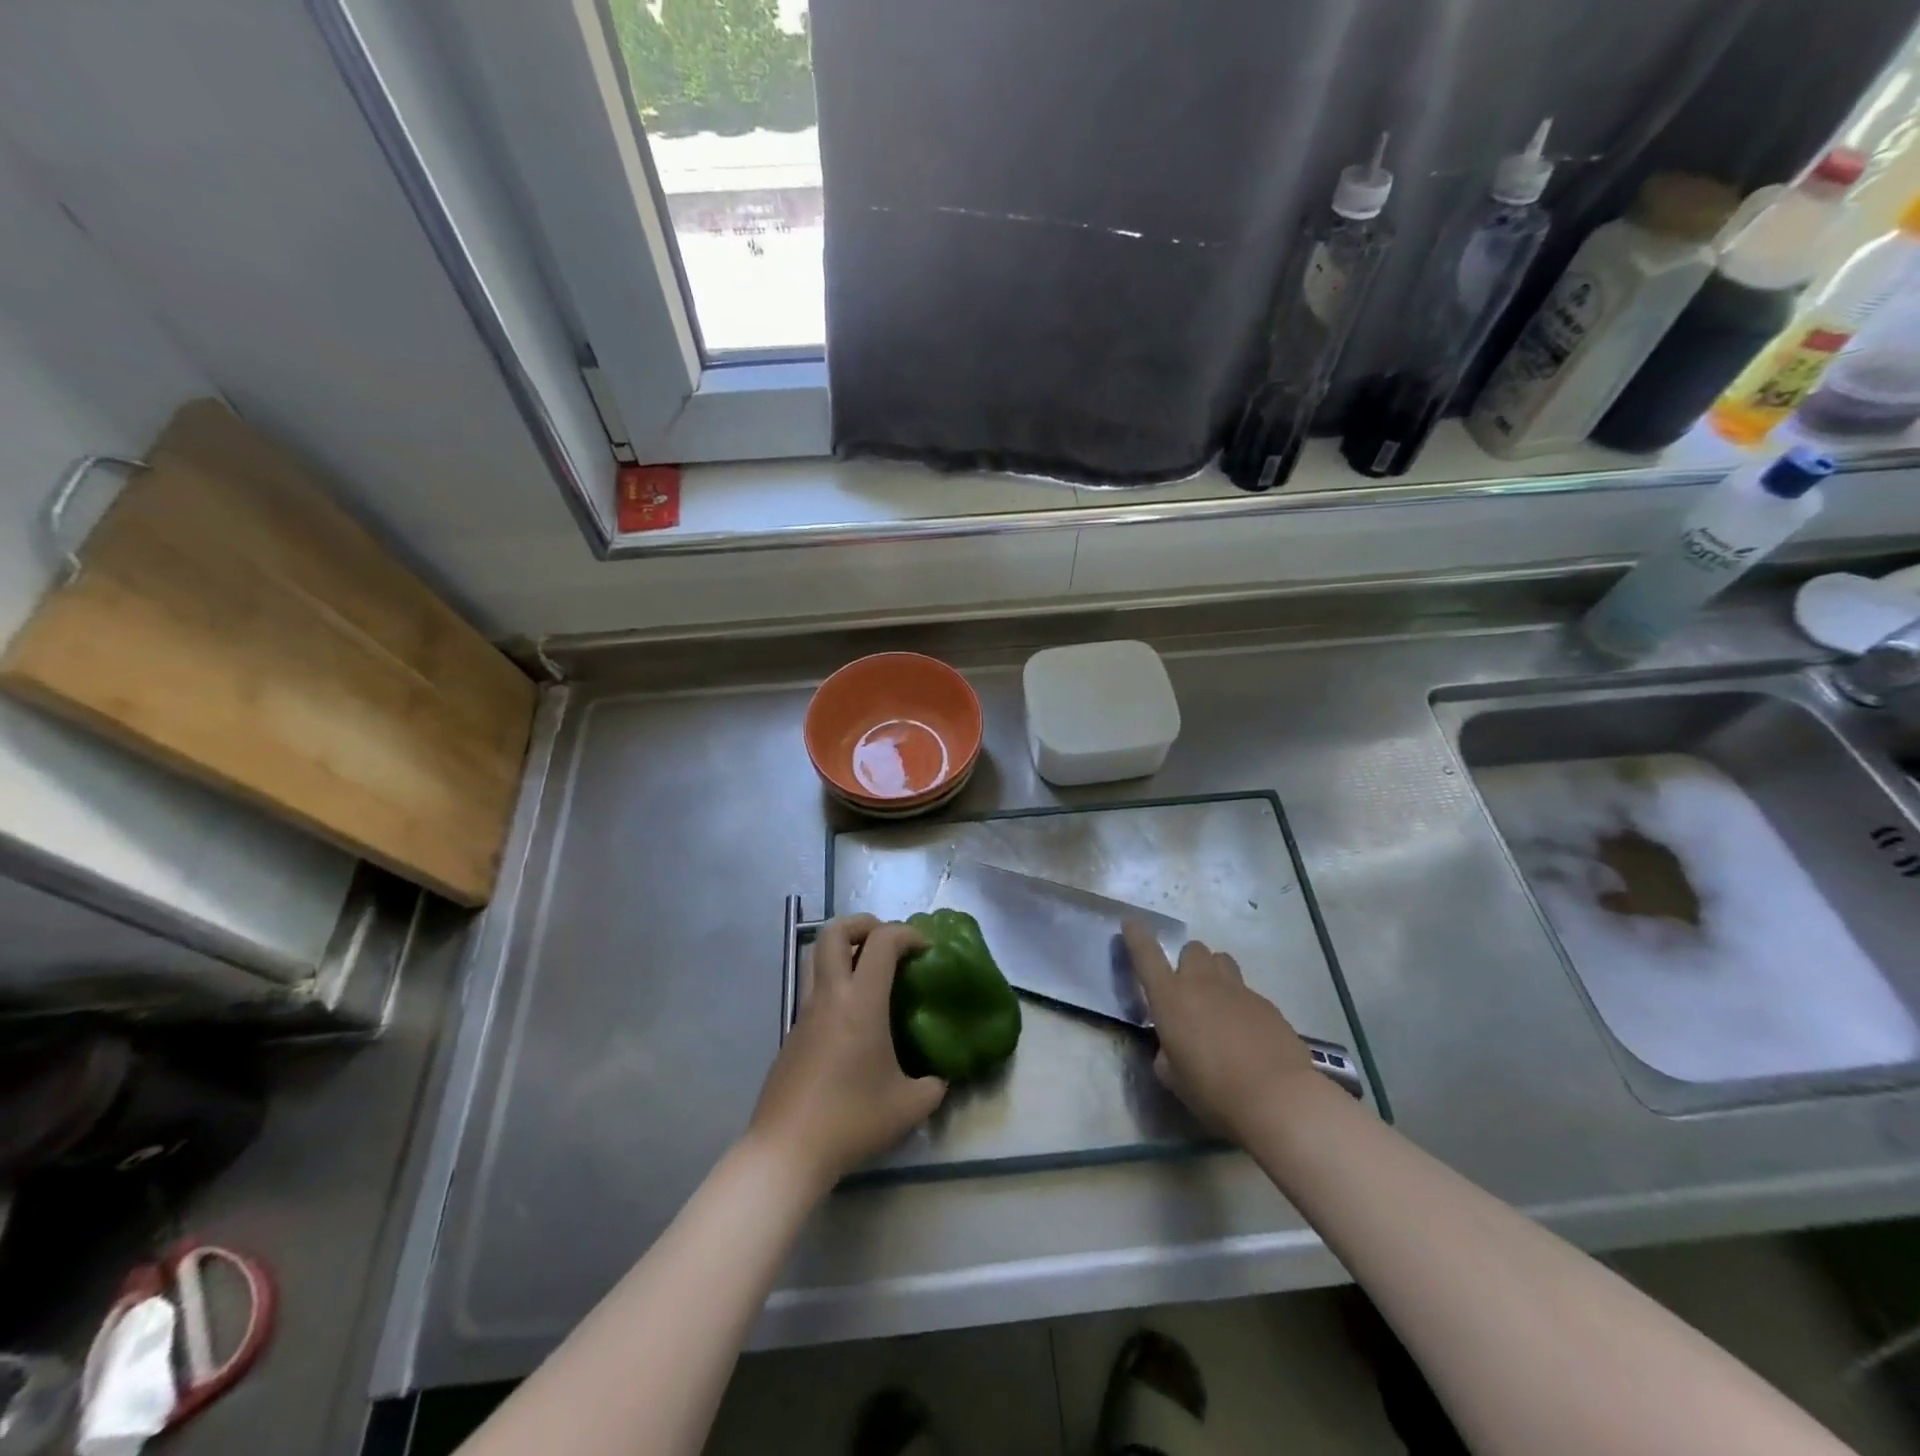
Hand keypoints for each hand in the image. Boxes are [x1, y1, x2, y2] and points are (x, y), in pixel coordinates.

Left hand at [747, 915, 946, 1186]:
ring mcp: (805, 1012)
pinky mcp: (792, 1033)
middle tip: (887, 941)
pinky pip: (813, 989)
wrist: (787, 1150)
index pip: (882, 942)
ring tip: (869, 968)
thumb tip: (940, 1079)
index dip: (907, 933)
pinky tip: (853, 1017)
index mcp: (861, 1002)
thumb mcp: (909, 1107)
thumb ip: (932, 1086)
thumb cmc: (851, 1120)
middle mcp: (830, 996)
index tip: (925, 950)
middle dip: (863, 924)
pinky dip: (834, 983)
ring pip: (816, 956)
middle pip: (834, 932)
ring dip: (843, 948)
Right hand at [1122, 920, 1325, 1143]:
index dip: (1136, 936)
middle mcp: (1202, 983)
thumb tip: (1172, 1045)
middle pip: (1193, 950)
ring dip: (1214, 974)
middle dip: (1187, 963)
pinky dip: (1241, 1004)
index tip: (1131, 922)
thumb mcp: (1173, 1077)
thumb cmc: (1213, 1090)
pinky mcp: (1267, 1004)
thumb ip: (1166, 1052)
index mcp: (1170, 997)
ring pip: (1222, 961)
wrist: (1278, 1098)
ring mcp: (1239, 990)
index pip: (1146, 955)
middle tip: (1189, 992)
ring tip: (1217, 1005)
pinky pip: (1247, 992)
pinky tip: (1247, 1035)